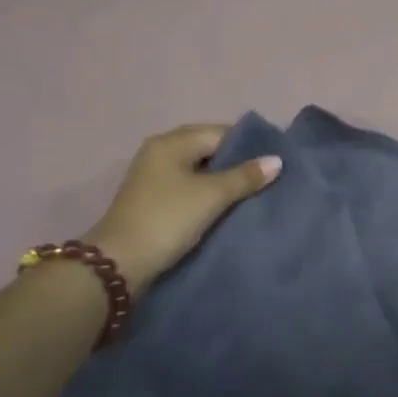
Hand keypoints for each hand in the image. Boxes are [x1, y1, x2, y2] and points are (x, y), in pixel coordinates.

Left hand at [84, 124, 281, 296]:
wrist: (120, 264)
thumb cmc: (168, 219)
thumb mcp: (212, 196)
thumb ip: (245, 176)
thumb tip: (277, 160)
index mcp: (171, 142)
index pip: (220, 132)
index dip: (248, 146)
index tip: (274, 163)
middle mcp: (159, 153)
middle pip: (208, 149)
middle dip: (236, 164)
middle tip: (267, 179)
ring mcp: (153, 177)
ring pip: (198, 171)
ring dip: (222, 181)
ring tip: (252, 194)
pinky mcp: (152, 201)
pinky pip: (188, 188)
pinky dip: (207, 194)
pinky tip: (226, 208)